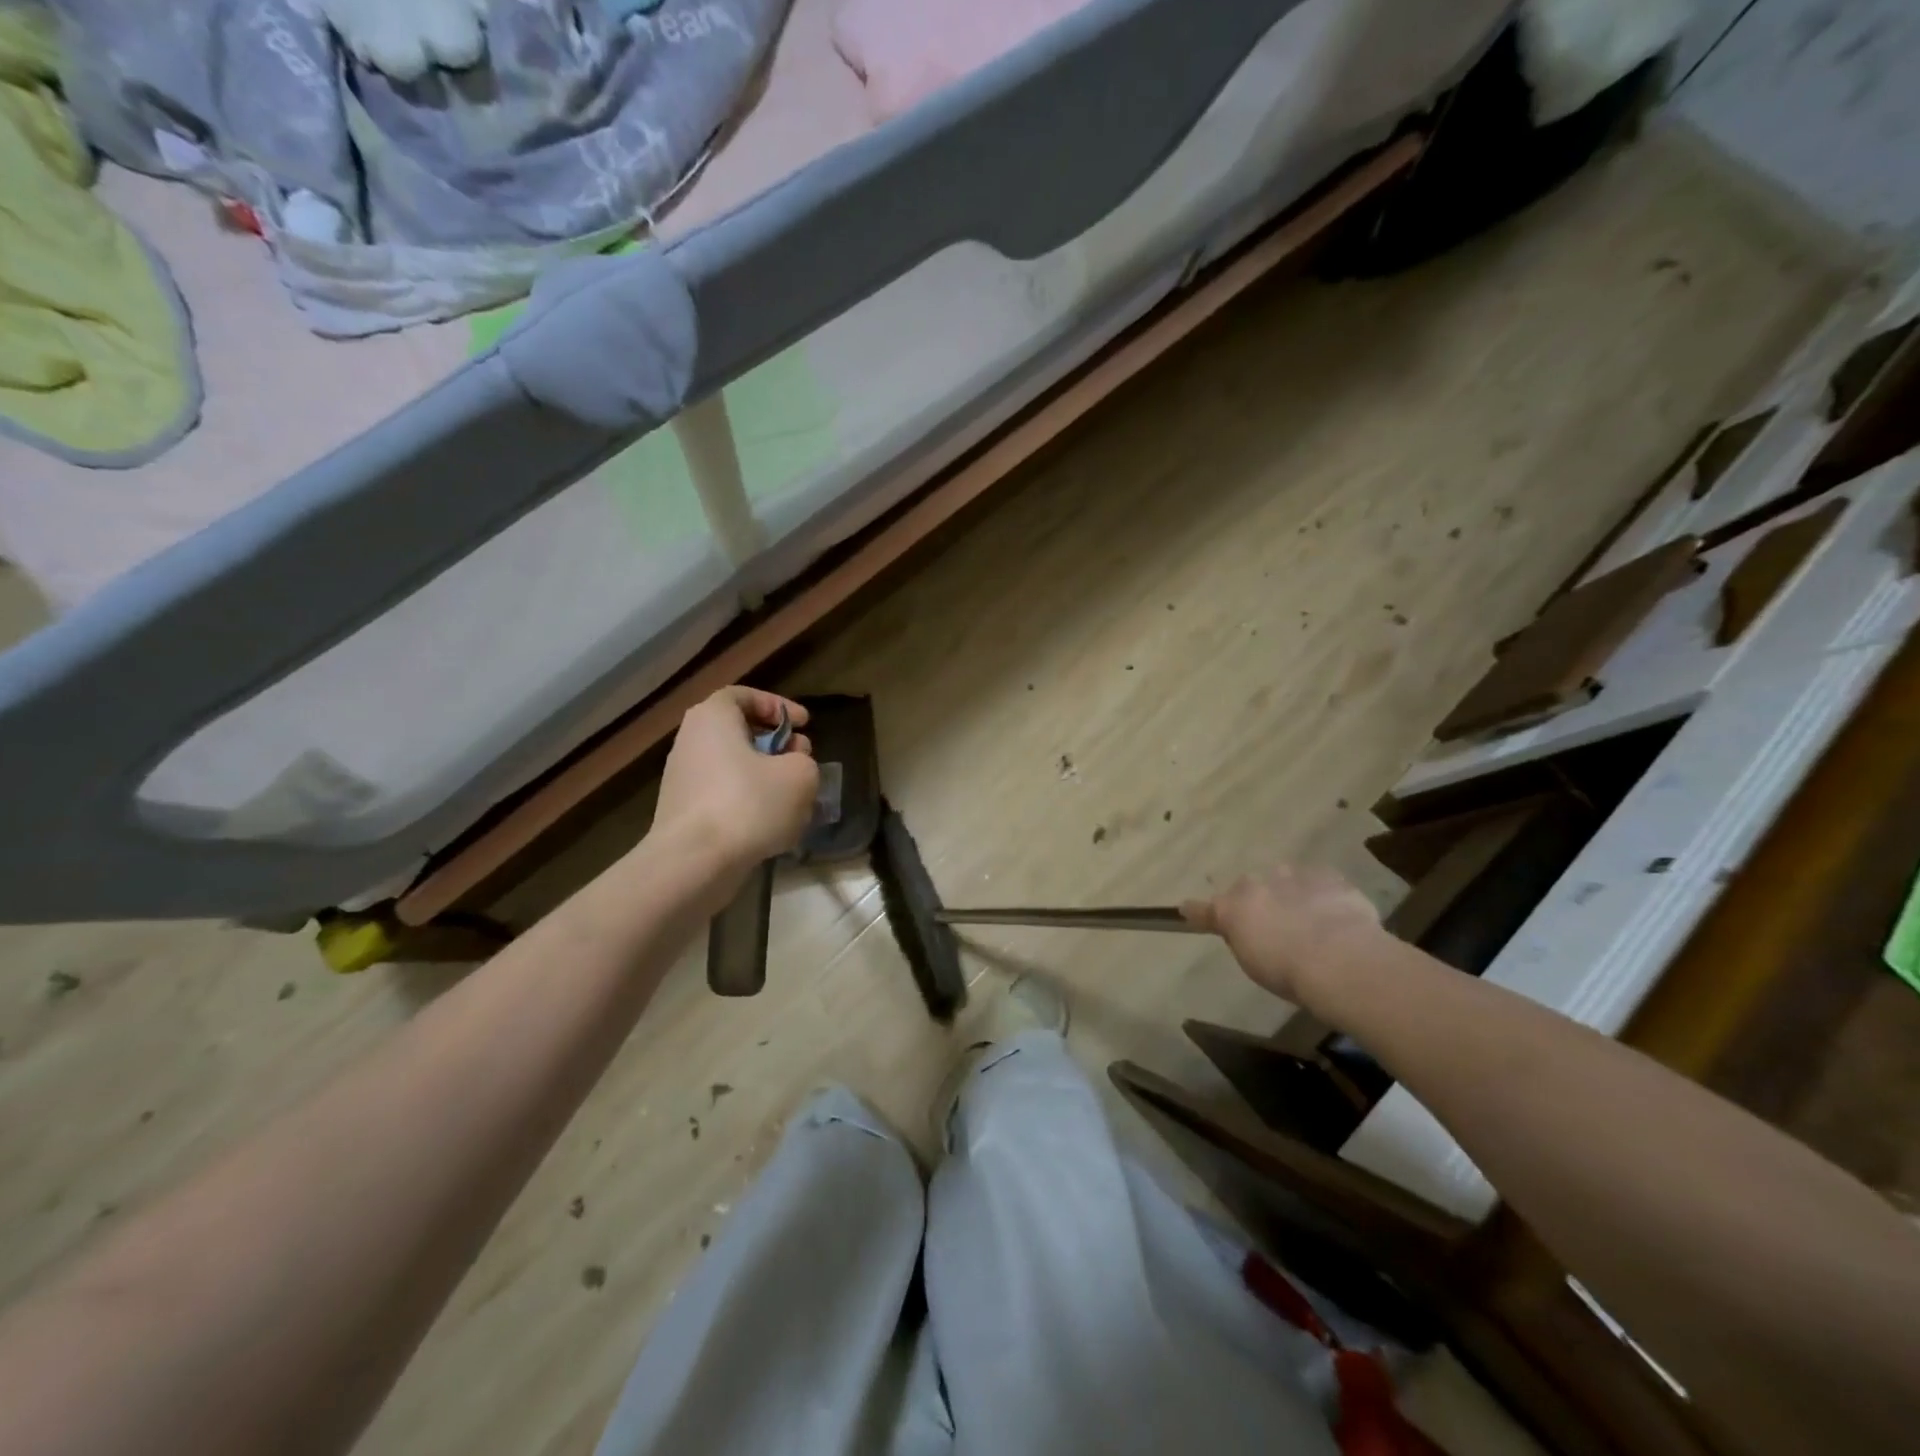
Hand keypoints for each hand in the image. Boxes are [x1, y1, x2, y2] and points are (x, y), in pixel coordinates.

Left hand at [652, 687, 818, 879]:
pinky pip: (724, 797)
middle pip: (739, 732)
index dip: (778, 706)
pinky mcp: (685, 813)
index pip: (744, 696)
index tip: (805, 724)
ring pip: (734, 767)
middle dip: (776, 744)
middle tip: (802, 760)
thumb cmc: (748, 804)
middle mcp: (691, 741)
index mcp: (713, 718)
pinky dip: (750, 804)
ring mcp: (683, 779)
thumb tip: (793, 767)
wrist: (693, 863)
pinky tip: (772, 827)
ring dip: (766, 778)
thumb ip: (804, 762)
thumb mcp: (800, 776)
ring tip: (795, 799)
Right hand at [1183, 864, 1383, 1005]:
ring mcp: (1292, 875)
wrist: (1339, 959)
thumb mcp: (1253, 963)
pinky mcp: (1327, 876)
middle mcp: (1256, 883)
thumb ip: (1244, 938)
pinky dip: (1322, 895)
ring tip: (1309, 919)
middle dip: (1259, 901)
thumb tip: (1245, 931)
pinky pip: (1320, 883)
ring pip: (1286, 880)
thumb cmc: (1288, 972)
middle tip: (1274, 925)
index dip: (1197, 911)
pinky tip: (1336, 915)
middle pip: (1250, 888)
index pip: (1205, 908)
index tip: (1186, 909)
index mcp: (1232, 908)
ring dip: (1291, 894)